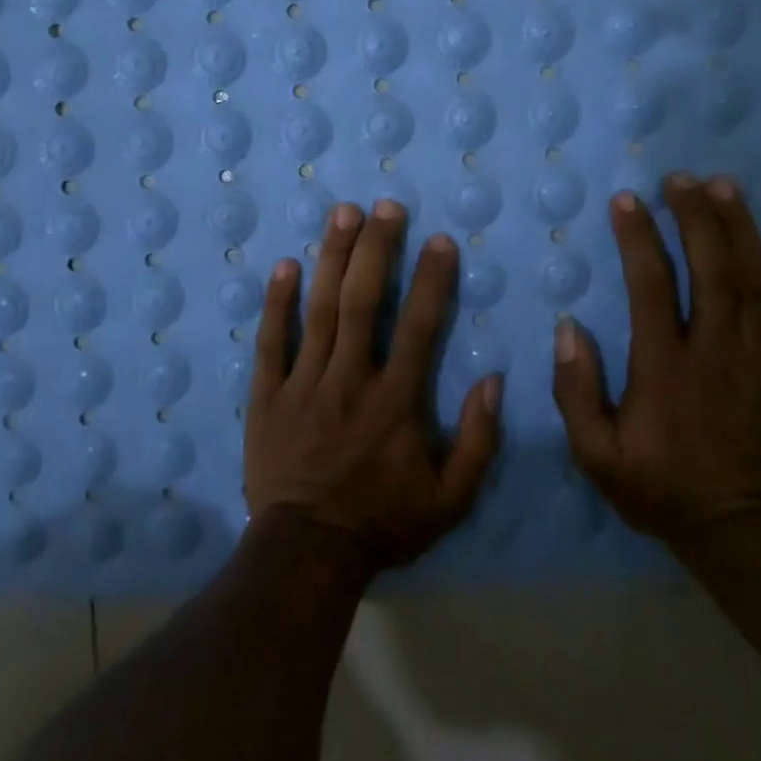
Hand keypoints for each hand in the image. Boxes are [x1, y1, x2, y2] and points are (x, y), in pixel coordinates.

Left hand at [246, 199, 503, 570]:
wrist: (307, 554)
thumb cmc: (382, 523)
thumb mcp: (450, 499)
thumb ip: (478, 441)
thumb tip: (493, 379)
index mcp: (395, 401)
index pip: (419, 326)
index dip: (432, 280)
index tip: (439, 240)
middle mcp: (350, 380)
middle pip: (363, 302)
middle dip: (376, 248)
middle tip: (384, 206)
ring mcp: (303, 384)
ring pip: (319, 310)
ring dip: (332, 258)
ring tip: (342, 213)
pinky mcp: (267, 396)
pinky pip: (271, 342)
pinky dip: (276, 303)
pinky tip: (284, 266)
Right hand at [551, 173, 760, 547]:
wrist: (745, 535)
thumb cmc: (662, 490)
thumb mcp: (596, 456)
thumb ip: (576, 393)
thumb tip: (570, 330)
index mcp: (664, 368)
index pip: (651, 285)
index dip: (639, 237)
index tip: (627, 201)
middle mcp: (716, 352)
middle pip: (712, 269)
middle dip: (696, 217)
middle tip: (682, 179)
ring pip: (757, 283)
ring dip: (741, 230)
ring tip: (726, 188)